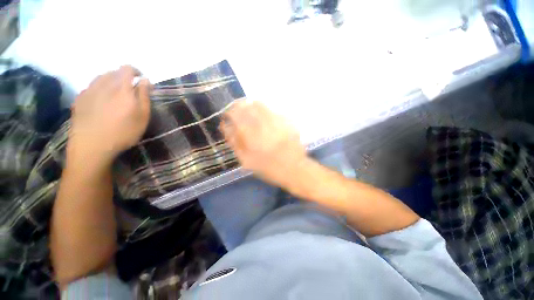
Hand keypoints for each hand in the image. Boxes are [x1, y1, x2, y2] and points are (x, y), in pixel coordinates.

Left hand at [68, 66, 150, 165]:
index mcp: (121, 87)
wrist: (91, 146)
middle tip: (130, 91)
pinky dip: (100, 89)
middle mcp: (103, 84)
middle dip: (124, 78)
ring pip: (101, 78)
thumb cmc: (123, 132)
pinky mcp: (79, 99)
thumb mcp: (142, 116)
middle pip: (114, 72)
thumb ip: (144, 96)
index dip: (136, 71)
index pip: (127, 69)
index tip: (141, 80)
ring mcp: (89, 90)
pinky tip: (102, 101)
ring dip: (111, 82)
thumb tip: (145, 80)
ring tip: (116, 95)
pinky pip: (91, 87)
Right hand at [221, 101, 307, 187]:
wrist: (294, 169)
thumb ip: (235, 142)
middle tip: (238, 113)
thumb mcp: (246, 160)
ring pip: (260, 104)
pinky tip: (266, 120)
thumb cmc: (268, 168)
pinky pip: (272, 110)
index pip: (235, 113)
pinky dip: (265, 111)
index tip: (228, 116)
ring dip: (252, 106)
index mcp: (251, 133)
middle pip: (247, 104)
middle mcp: (263, 122)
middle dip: (239, 106)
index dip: (229, 112)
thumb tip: (226, 127)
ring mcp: (276, 119)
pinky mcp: (286, 120)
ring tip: (251, 114)